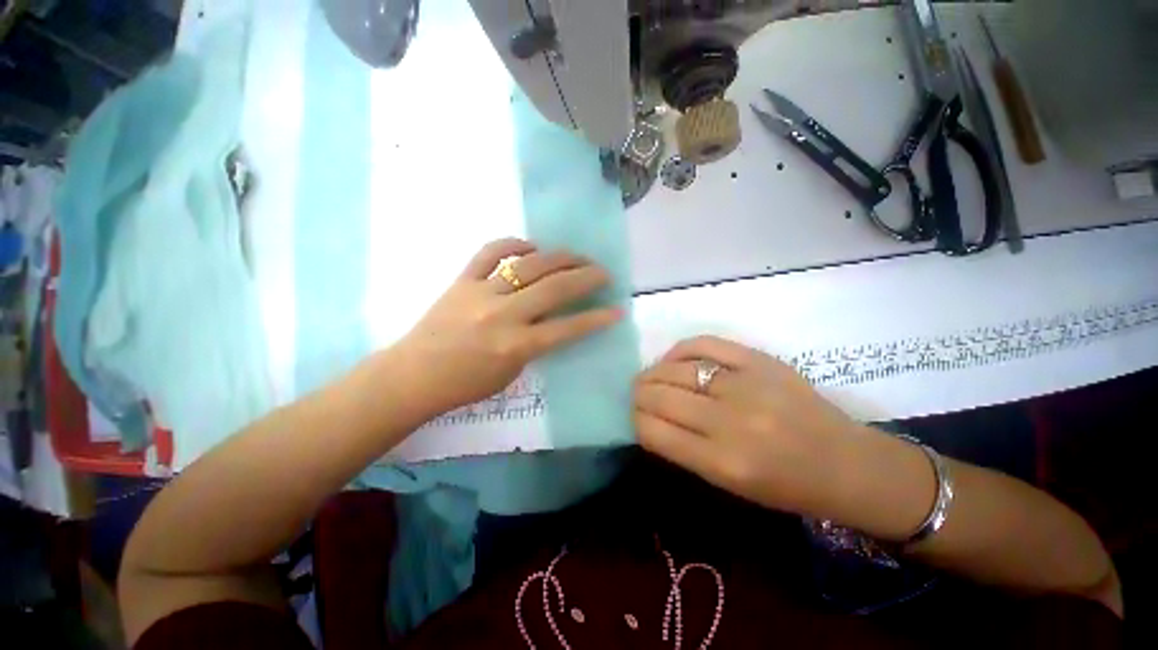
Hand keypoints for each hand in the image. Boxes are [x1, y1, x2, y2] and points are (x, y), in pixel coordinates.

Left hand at [395, 238, 621, 414]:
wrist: (413, 376)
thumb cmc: (465, 384)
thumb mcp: (511, 373)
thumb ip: (535, 345)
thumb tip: (553, 320)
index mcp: (516, 346)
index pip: (568, 328)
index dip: (597, 318)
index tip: (618, 309)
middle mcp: (503, 315)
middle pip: (555, 288)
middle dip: (586, 277)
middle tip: (602, 272)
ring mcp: (481, 293)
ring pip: (529, 265)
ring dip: (560, 258)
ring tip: (577, 256)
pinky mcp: (462, 280)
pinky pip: (490, 252)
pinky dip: (513, 244)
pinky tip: (530, 246)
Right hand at [634, 336, 863, 516]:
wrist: (846, 463)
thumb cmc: (785, 485)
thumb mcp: (727, 483)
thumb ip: (682, 449)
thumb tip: (647, 417)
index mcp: (721, 462)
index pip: (652, 430)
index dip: (634, 419)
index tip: (634, 416)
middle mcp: (729, 421)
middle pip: (659, 396)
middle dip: (638, 395)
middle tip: (637, 395)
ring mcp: (745, 384)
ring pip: (674, 369)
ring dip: (652, 373)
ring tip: (650, 377)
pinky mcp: (759, 360)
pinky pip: (703, 344)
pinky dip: (680, 350)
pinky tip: (673, 359)